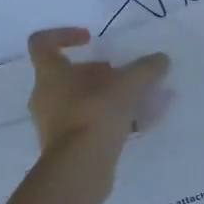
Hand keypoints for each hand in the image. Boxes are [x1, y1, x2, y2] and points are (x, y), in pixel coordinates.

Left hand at [26, 27, 170, 152]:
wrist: (80, 168)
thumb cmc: (95, 114)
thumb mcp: (127, 85)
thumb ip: (145, 69)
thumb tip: (161, 59)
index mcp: (50, 73)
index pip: (42, 43)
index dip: (64, 35)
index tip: (90, 39)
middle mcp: (44, 96)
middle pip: (66, 75)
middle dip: (96, 73)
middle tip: (120, 77)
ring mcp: (51, 124)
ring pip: (77, 101)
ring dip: (103, 98)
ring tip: (133, 102)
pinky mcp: (63, 147)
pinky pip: (84, 125)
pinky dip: (105, 121)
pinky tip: (133, 126)